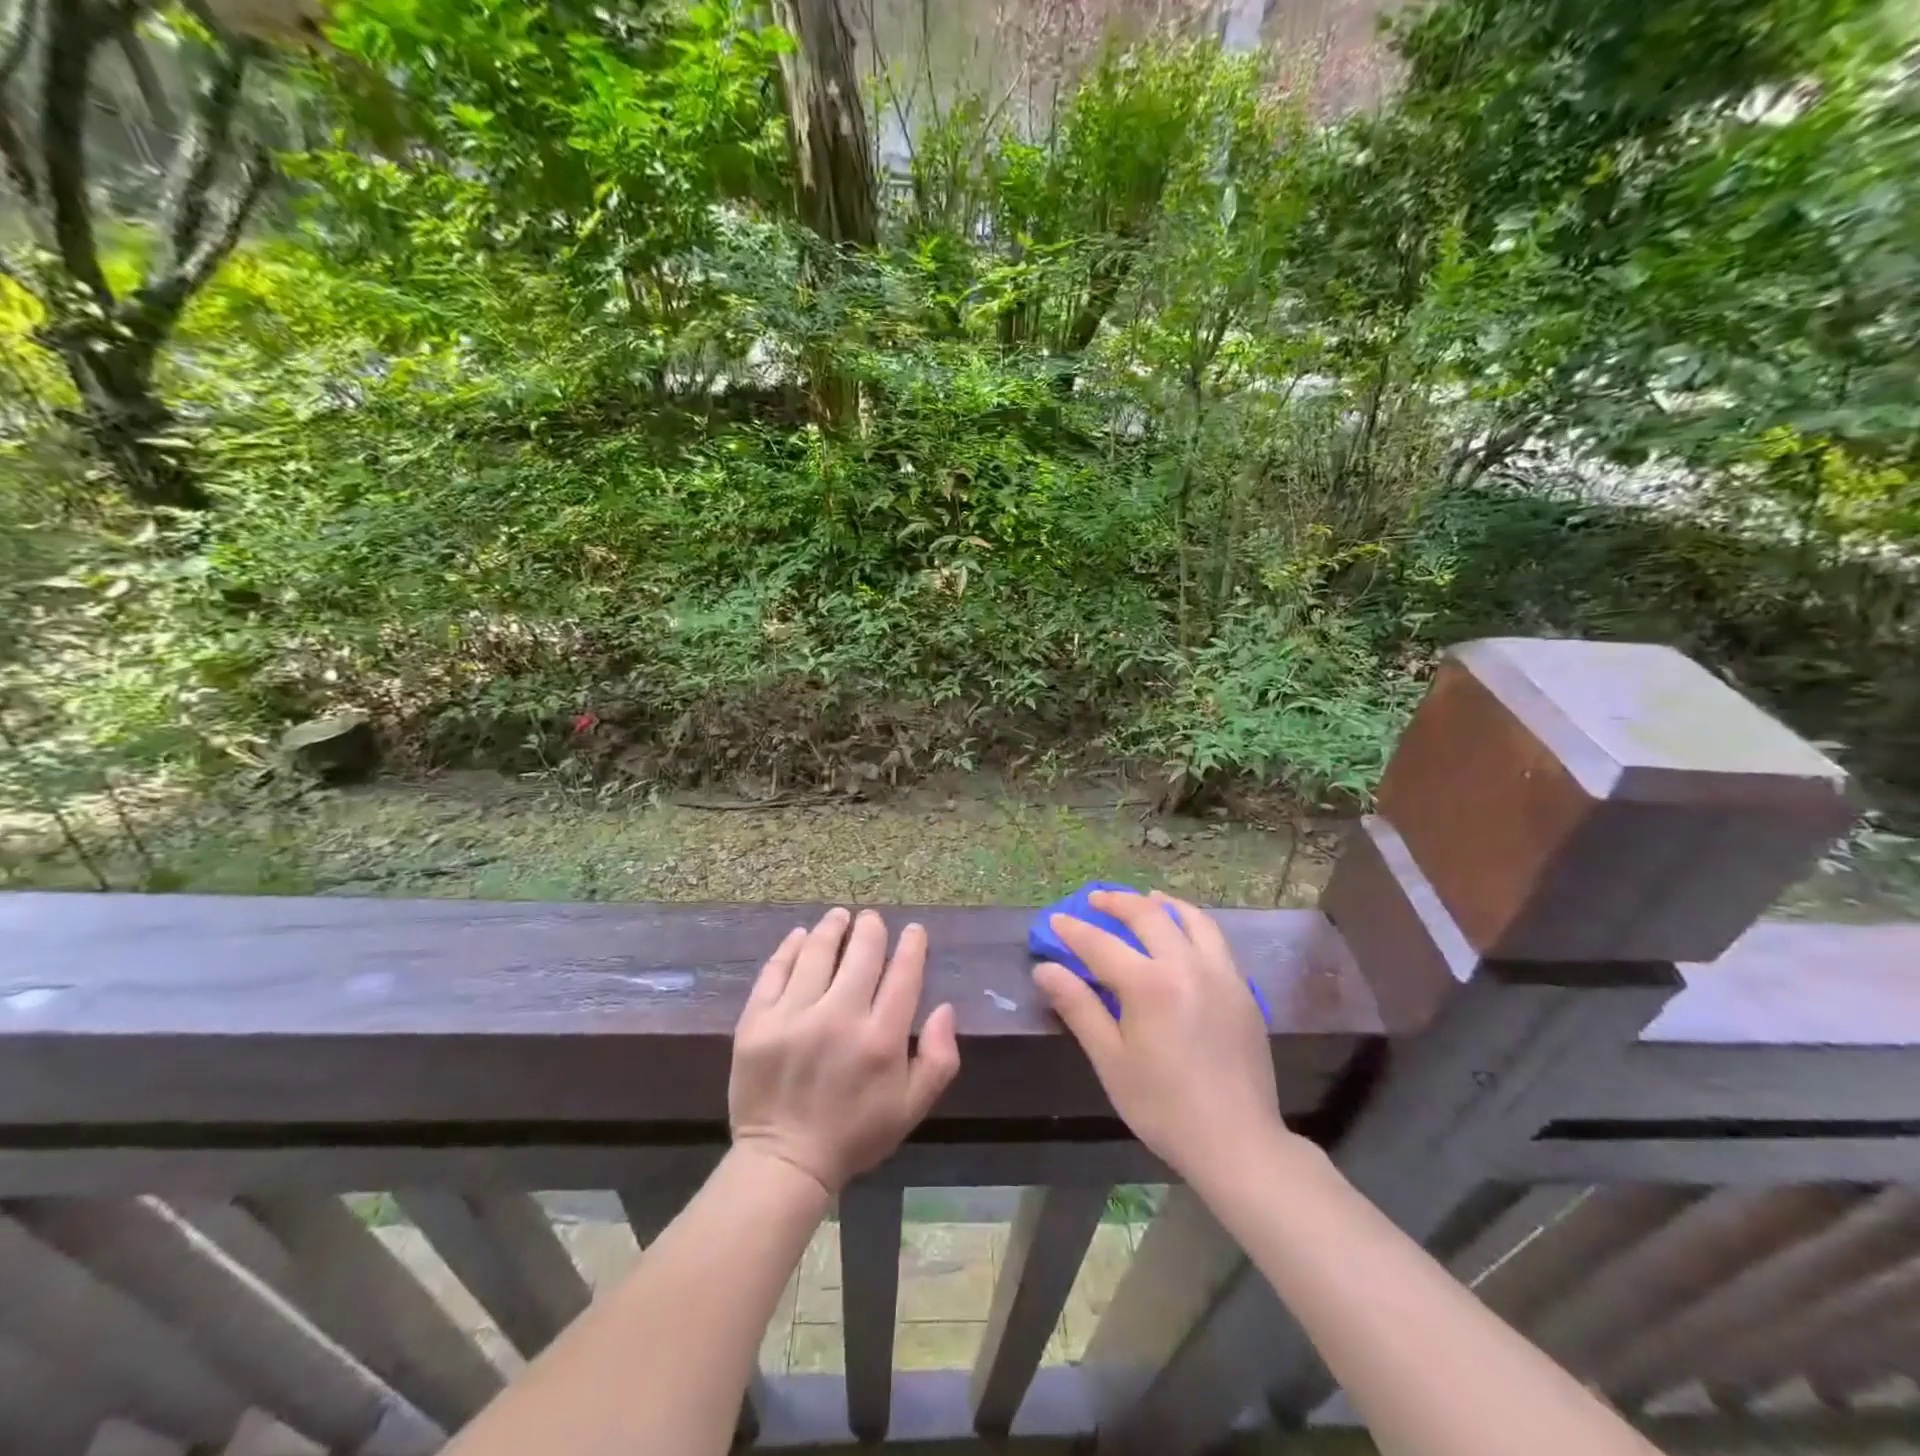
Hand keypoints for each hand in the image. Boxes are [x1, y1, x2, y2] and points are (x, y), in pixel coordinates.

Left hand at [730, 907, 960, 1194]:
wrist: (783, 1163)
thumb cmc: (854, 1134)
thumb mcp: (912, 1107)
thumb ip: (939, 1058)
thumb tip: (944, 1007)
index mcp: (881, 1039)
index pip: (903, 974)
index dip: (912, 945)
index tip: (913, 930)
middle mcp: (839, 1018)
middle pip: (862, 952)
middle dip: (872, 928)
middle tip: (872, 918)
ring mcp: (793, 1016)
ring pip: (818, 951)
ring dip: (833, 927)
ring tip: (840, 916)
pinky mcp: (757, 1021)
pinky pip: (776, 970)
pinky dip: (791, 947)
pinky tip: (801, 936)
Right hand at [1033, 890, 1289, 1185]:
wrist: (1237, 1143)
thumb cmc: (1163, 1106)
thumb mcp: (1110, 1060)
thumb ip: (1078, 1007)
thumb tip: (1045, 969)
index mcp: (1149, 984)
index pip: (1101, 944)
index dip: (1074, 930)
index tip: (1055, 921)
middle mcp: (1187, 965)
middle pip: (1147, 916)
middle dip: (1116, 902)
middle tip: (1094, 899)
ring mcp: (1221, 974)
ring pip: (1190, 919)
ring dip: (1161, 904)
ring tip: (1144, 899)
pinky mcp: (1242, 989)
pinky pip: (1215, 940)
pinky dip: (1192, 924)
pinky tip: (1183, 934)